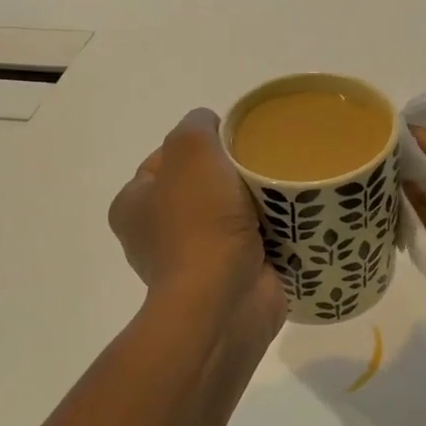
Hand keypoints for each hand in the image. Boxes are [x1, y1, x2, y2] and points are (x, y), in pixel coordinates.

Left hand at [109, 109, 285, 334]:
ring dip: (255, 203)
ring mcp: (194, 260)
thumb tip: (212, 126)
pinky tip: (292, 219)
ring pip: (231, 213)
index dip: (199, 143)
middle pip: (202, 185)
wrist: (225, 300)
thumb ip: (197, 125)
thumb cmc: (200, 221)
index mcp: (134, 205)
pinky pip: (253, 242)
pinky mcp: (228, 279)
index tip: (234, 141)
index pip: (166, 158)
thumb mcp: (192, 149)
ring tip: (283, 191)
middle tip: (262, 164)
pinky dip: (271, 231)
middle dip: (232, 174)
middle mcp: (156, 234)